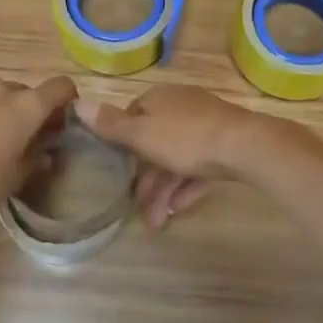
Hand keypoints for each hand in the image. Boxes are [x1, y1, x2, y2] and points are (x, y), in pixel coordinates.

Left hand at [0, 75, 77, 224]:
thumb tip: (44, 155)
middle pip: (24, 92)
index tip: (59, 121)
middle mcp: (1, 88)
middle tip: (19, 138)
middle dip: (26, 110)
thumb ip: (34, 162)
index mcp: (27, 106)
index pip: (60, 86)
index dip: (66, 100)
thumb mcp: (14, 179)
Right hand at [73, 86, 284, 229]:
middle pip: (155, 143)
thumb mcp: (142, 134)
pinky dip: (187, 187)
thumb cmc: (186, 138)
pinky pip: (199, 167)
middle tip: (139, 211)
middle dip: (145, 179)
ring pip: (177, 159)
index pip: (133, 117)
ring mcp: (206, 125)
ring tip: (157, 223)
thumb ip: (110, 124)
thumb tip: (77, 102)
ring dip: (164, 190)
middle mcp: (181, 107)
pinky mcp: (225, 145)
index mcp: (159, 99)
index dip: (122, 144)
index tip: (117, 172)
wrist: (245, 146)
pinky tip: (178, 210)